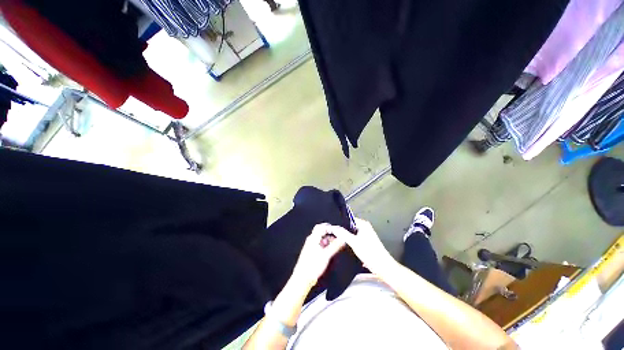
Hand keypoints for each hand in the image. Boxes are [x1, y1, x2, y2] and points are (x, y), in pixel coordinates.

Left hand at [291, 224, 345, 288]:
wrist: (303, 278)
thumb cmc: (312, 266)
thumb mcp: (326, 255)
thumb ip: (335, 246)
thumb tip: (342, 239)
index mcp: (313, 238)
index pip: (321, 227)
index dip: (329, 227)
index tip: (338, 231)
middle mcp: (311, 240)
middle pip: (322, 232)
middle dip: (331, 234)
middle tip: (339, 238)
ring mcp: (311, 246)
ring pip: (322, 239)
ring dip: (329, 240)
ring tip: (338, 244)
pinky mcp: (312, 252)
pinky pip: (321, 244)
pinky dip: (327, 245)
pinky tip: (332, 250)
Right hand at [328, 218, 395, 274]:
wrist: (382, 267)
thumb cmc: (369, 252)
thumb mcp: (354, 242)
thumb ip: (343, 234)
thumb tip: (332, 227)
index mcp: (363, 224)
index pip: (348, 219)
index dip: (339, 222)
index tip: (330, 226)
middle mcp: (364, 228)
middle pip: (349, 226)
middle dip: (341, 230)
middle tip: (330, 233)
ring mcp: (364, 236)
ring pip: (350, 234)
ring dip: (344, 236)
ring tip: (333, 238)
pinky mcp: (364, 243)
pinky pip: (353, 239)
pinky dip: (348, 241)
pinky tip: (340, 245)